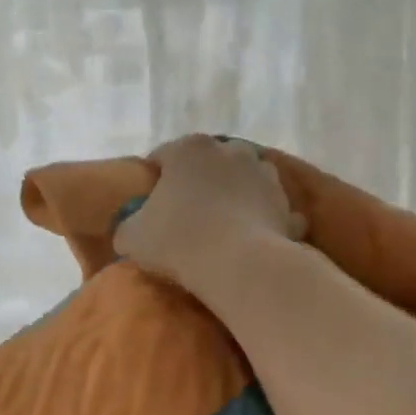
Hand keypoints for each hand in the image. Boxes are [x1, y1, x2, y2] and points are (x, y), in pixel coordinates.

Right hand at [115, 135, 303, 291]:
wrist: (238, 265)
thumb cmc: (177, 240)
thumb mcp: (130, 236)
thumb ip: (128, 225)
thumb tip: (131, 228)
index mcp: (189, 149)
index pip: (163, 156)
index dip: (152, 180)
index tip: (148, 205)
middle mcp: (230, 151)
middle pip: (208, 164)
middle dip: (198, 183)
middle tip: (185, 215)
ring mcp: (264, 175)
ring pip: (244, 181)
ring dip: (234, 196)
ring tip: (221, 226)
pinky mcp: (287, 205)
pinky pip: (270, 210)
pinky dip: (263, 220)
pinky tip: (252, 239)